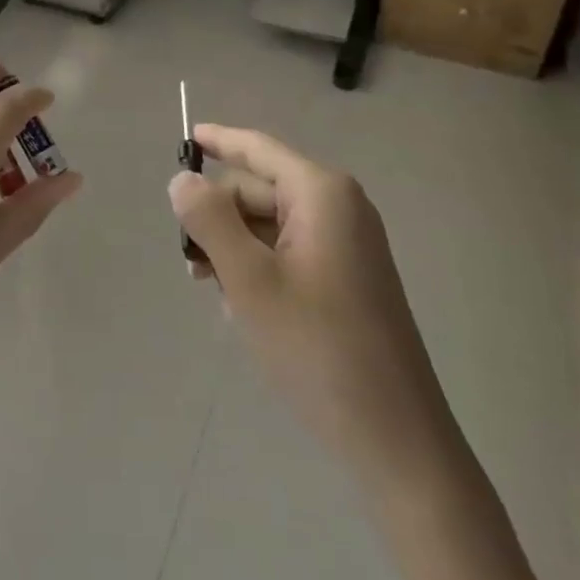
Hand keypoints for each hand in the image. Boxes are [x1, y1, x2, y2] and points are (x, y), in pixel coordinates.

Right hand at [168, 124, 446, 459]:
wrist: (397, 441)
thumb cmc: (318, 349)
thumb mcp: (249, 280)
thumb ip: (209, 220)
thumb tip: (182, 179)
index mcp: (321, 194)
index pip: (257, 149)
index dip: (218, 140)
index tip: (183, 138)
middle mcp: (338, 207)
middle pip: (258, 190)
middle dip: (219, 217)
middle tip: (189, 261)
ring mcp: (346, 243)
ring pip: (269, 224)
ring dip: (234, 247)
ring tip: (211, 289)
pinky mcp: (347, 277)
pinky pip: (288, 251)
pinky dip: (258, 266)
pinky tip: (242, 305)